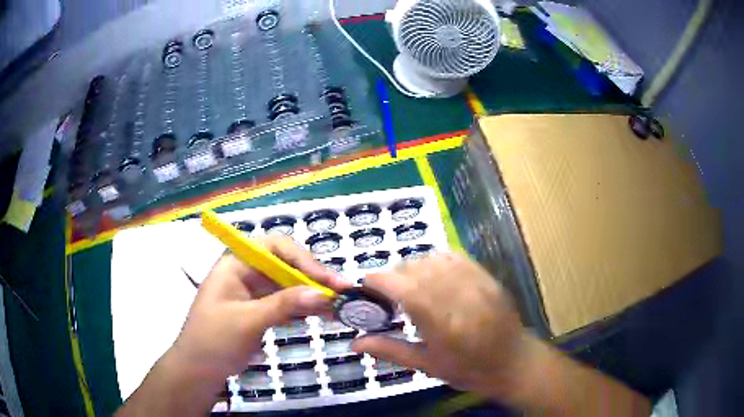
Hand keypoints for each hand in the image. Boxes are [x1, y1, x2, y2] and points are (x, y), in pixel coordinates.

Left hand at [171, 235, 350, 385]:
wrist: (199, 370)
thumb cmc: (214, 339)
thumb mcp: (246, 321)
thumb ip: (283, 305)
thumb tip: (322, 293)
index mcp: (236, 264)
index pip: (274, 247)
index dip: (302, 259)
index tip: (325, 280)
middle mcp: (247, 272)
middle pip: (286, 265)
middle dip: (313, 277)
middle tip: (340, 292)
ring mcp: (255, 292)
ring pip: (290, 284)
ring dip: (313, 293)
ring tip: (338, 305)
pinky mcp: (261, 310)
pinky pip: (287, 303)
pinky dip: (304, 307)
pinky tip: (323, 314)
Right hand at [352, 252, 528, 400]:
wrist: (513, 362)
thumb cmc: (468, 370)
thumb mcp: (427, 366)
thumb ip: (390, 350)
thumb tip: (354, 342)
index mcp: (443, 325)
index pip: (405, 289)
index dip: (380, 281)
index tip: (366, 285)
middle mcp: (459, 298)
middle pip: (417, 269)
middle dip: (395, 276)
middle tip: (388, 294)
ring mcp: (476, 284)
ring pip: (434, 259)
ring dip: (414, 267)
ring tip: (410, 285)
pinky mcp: (486, 277)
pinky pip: (455, 257)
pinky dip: (436, 260)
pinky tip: (433, 274)